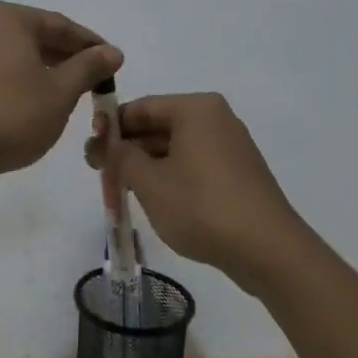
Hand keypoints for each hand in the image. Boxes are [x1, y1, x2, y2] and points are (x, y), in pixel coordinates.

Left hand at [0, 1, 122, 184]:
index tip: (115, 62)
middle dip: (68, 57)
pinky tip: (35, 102)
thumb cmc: (11, 116)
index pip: (60, 25)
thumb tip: (113, 52)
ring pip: (16, 54)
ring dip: (45, 69)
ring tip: (71, 92)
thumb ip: (89, 67)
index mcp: (7, 18)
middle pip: (36, 36)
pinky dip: (20, 80)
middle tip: (97, 78)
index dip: (92, 45)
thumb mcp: (60, 92)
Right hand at [85, 92, 307, 289]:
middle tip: (100, 174)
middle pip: (158, 125)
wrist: (268, 249)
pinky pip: (193, 163)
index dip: (109, 128)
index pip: (140, 108)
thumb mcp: (149, 182)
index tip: (89, 153)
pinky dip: (170, 175)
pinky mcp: (238, 171)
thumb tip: (105, 144)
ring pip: (175, 146)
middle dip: (127, 148)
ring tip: (122, 190)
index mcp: (195, 109)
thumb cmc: (202, 207)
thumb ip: (120, 157)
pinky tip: (155, 199)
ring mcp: (230, 145)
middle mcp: (215, 118)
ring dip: (146, 165)